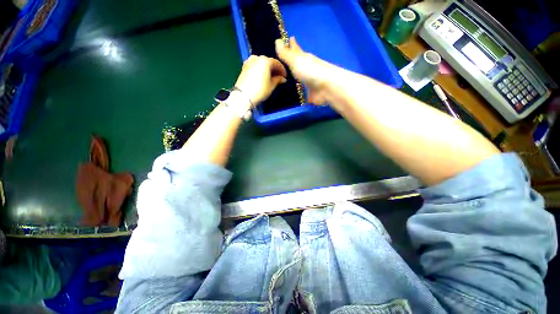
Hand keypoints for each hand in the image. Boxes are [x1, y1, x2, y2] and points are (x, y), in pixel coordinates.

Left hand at [234, 55, 287, 105]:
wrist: (243, 95)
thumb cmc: (260, 90)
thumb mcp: (271, 86)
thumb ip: (278, 80)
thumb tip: (283, 79)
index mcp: (265, 60)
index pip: (277, 63)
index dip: (282, 70)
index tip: (285, 77)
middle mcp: (257, 57)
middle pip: (268, 62)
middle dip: (274, 69)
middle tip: (279, 77)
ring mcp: (249, 61)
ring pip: (261, 63)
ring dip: (267, 69)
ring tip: (271, 77)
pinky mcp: (244, 67)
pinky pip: (255, 66)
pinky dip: (260, 70)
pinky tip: (263, 77)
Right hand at [275, 37, 339, 104]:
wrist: (325, 87)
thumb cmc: (310, 71)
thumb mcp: (295, 60)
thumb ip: (285, 54)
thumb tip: (277, 40)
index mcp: (303, 58)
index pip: (295, 49)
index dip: (291, 44)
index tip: (289, 38)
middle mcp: (306, 68)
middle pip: (297, 64)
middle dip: (291, 62)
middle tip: (282, 60)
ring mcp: (308, 82)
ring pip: (298, 78)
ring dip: (292, 78)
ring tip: (283, 78)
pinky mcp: (308, 93)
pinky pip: (299, 92)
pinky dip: (295, 92)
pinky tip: (290, 94)